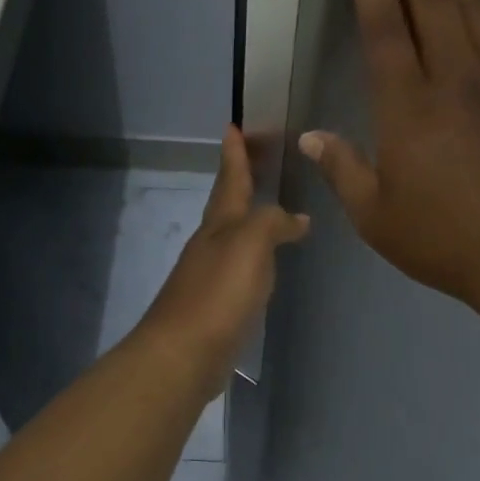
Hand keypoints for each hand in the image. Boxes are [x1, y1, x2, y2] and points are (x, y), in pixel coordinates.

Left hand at [136, 124, 309, 394]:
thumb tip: (296, 218)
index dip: (234, 154)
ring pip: (231, 236)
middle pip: (226, 205)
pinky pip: (238, 269)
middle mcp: (210, 245)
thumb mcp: (250, 244)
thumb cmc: (218, 293)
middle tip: (254, 159)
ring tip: (268, 209)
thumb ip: (272, 223)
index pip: (230, 180)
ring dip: (247, 219)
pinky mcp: (215, 306)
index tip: (233, 126)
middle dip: (239, 181)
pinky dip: (252, 257)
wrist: (184, 354)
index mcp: (219, 225)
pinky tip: (263, 266)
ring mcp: (209, 276)